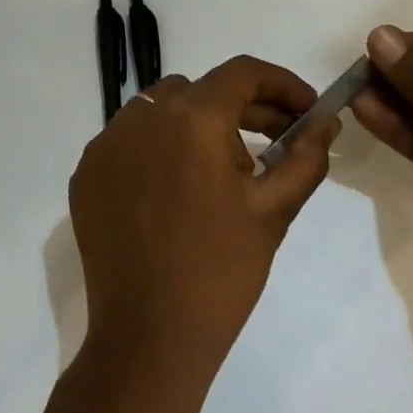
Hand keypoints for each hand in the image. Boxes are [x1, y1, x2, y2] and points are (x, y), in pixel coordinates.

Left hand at [69, 55, 339, 387]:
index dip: (282, 84)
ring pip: (163, 109)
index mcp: (192, 118)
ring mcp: (107, 144)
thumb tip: (325, 122)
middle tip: (277, 139)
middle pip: (203, 90)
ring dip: (200, 123)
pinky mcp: (87, 173)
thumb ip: (306, 155)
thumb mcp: (275, 209)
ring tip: (226, 166)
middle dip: (246, 107)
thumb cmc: (221, 271)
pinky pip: (131, 140)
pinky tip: (179, 186)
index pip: (243, 73)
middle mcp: (143, 116)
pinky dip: (160, 147)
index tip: (306, 110)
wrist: (148, 339)